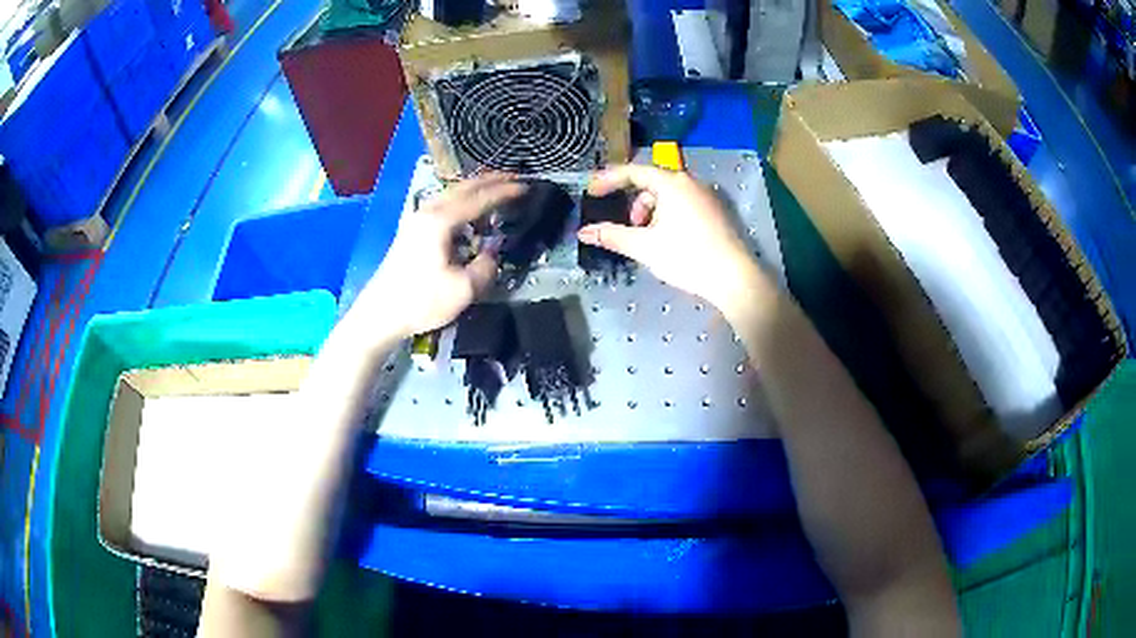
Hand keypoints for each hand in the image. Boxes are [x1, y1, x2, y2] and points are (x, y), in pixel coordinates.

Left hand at [350, 174, 525, 340]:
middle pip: (464, 187)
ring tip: (497, 188)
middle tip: (516, 178)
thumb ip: (486, 267)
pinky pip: (445, 202)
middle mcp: (429, 211)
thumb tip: (492, 253)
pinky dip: (463, 199)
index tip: (526, 187)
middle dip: (492, 180)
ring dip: (476, 188)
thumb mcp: (463, 290)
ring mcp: (418, 218)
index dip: (505, 192)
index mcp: (441, 221)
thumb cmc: (421, 301)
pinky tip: (471, 209)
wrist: (380, 313)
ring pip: (452, 192)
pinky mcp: (413, 229)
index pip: (479, 198)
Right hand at [578, 164, 763, 318]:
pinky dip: (668, 214)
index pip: (633, 172)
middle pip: (652, 182)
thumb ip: (612, 236)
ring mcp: (706, 195)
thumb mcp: (644, 247)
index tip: (591, 191)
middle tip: (630, 227)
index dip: (608, 180)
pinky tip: (669, 239)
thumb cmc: (687, 257)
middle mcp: (690, 182)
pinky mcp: (715, 210)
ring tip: (650, 238)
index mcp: (671, 183)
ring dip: (652, 211)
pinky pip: (684, 202)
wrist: (733, 277)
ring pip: (669, 194)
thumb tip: (584, 232)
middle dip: (635, 203)